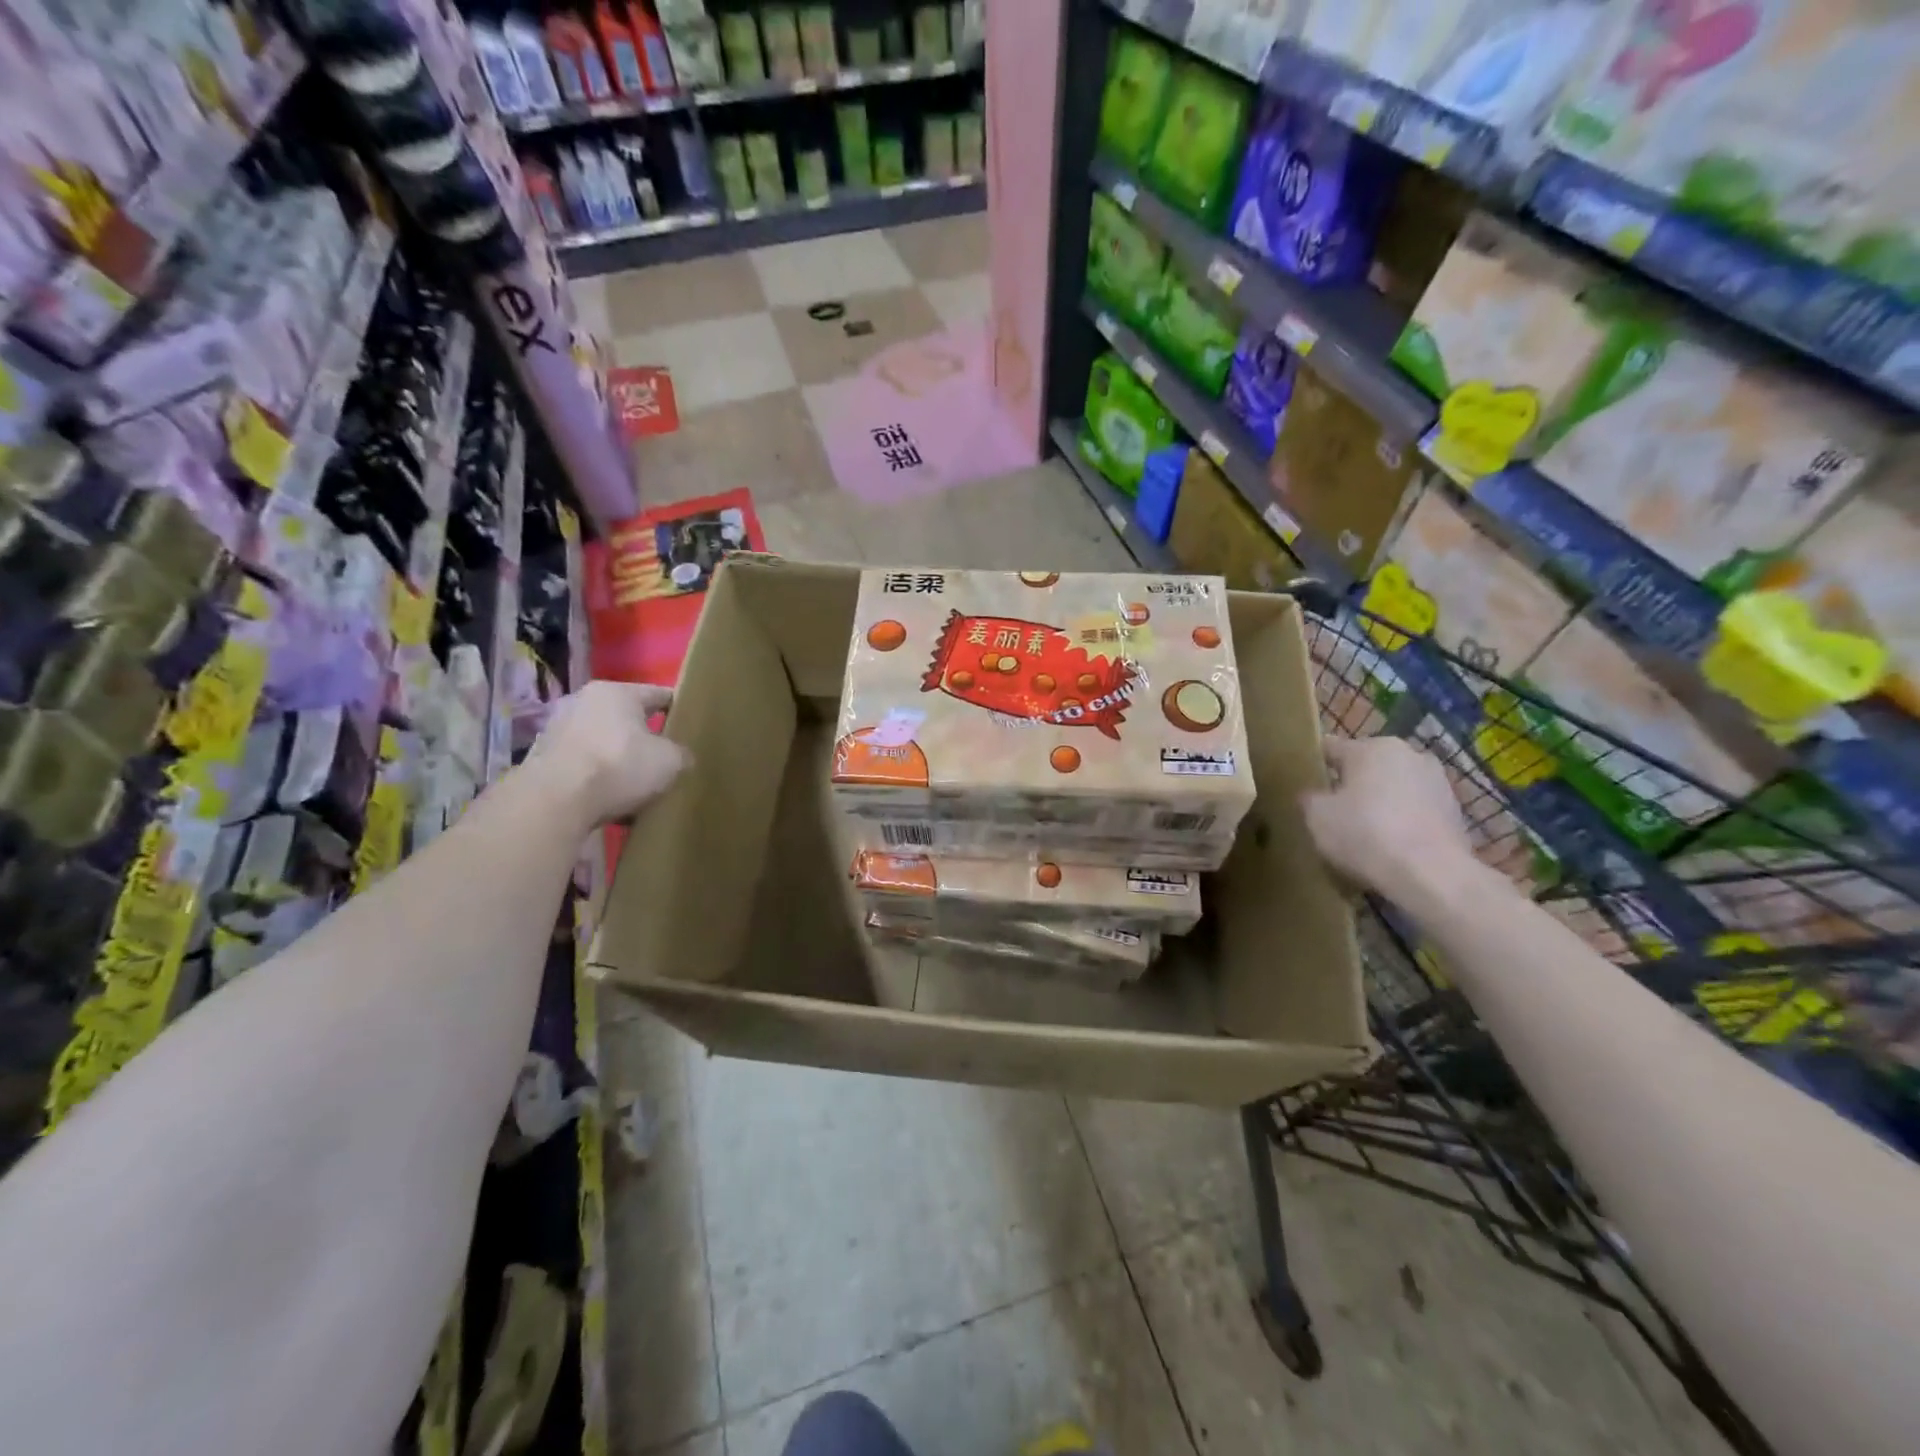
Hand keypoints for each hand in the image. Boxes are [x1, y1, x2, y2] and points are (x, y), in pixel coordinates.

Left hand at [524, 681, 689, 828]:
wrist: (555, 801)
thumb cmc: (620, 766)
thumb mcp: (670, 762)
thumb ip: (681, 754)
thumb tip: (679, 757)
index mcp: (617, 692)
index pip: (658, 694)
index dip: (678, 709)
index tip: (690, 724)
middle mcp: (583, 701)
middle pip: (626, 718)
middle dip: (644, 737)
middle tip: (664, 757)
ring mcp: (557, 729)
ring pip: (602, 741)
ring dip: (618, 758)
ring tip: (636, 784)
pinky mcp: (542, 759)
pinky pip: (582, 765)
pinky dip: (597, 777)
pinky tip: (610, 800)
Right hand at [1300, 737, 1472, 900]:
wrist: (1432, 875)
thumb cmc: (1365, 834)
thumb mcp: (1316, 817)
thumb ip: (1309, 799)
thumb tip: (1312, 795)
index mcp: (1372, 747)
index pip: (1330, 747)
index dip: (1313, 764)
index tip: (1303, 784)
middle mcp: (1409, 754)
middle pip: (1366, 766)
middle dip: (1351, 785)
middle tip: (1333, 813)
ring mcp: (1438, 782)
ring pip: (1395, 788)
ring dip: (1380, 803)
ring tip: (1364, 834)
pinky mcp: (1456, 812)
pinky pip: (1416, 811)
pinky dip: (1403, 823)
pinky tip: (1391, 848)